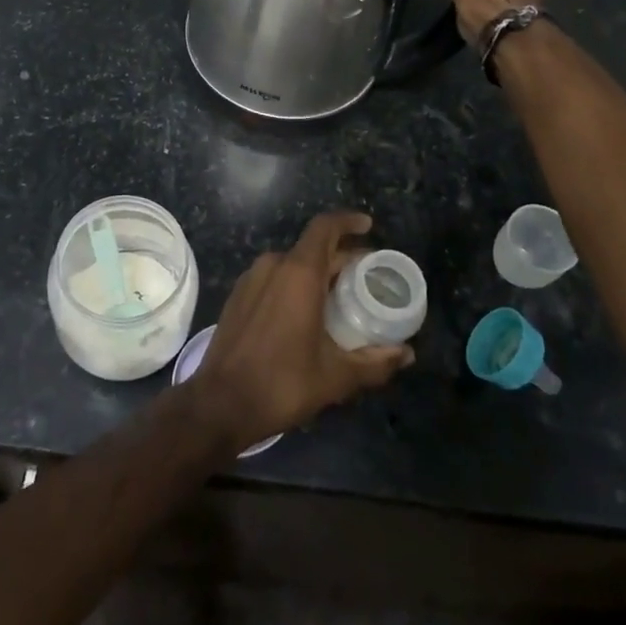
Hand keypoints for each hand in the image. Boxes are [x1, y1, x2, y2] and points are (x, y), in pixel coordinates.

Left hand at [189, 212, 412, 451]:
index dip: (347, 221)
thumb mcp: (336, 377)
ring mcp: (251, 280)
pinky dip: (296, 285)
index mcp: (298, 273)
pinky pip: (274, 278)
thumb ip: (374, 362)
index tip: (368, 226)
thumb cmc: (281, 383)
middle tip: (367, 278)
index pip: (324, 228)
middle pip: (312, 248)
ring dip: (318, 273)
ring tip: (342, 298)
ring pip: (292, 264)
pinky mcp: (238, 297)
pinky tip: (309, 313)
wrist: (219, 403)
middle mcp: (273, 266)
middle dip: (342, 258)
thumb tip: (406, 354)